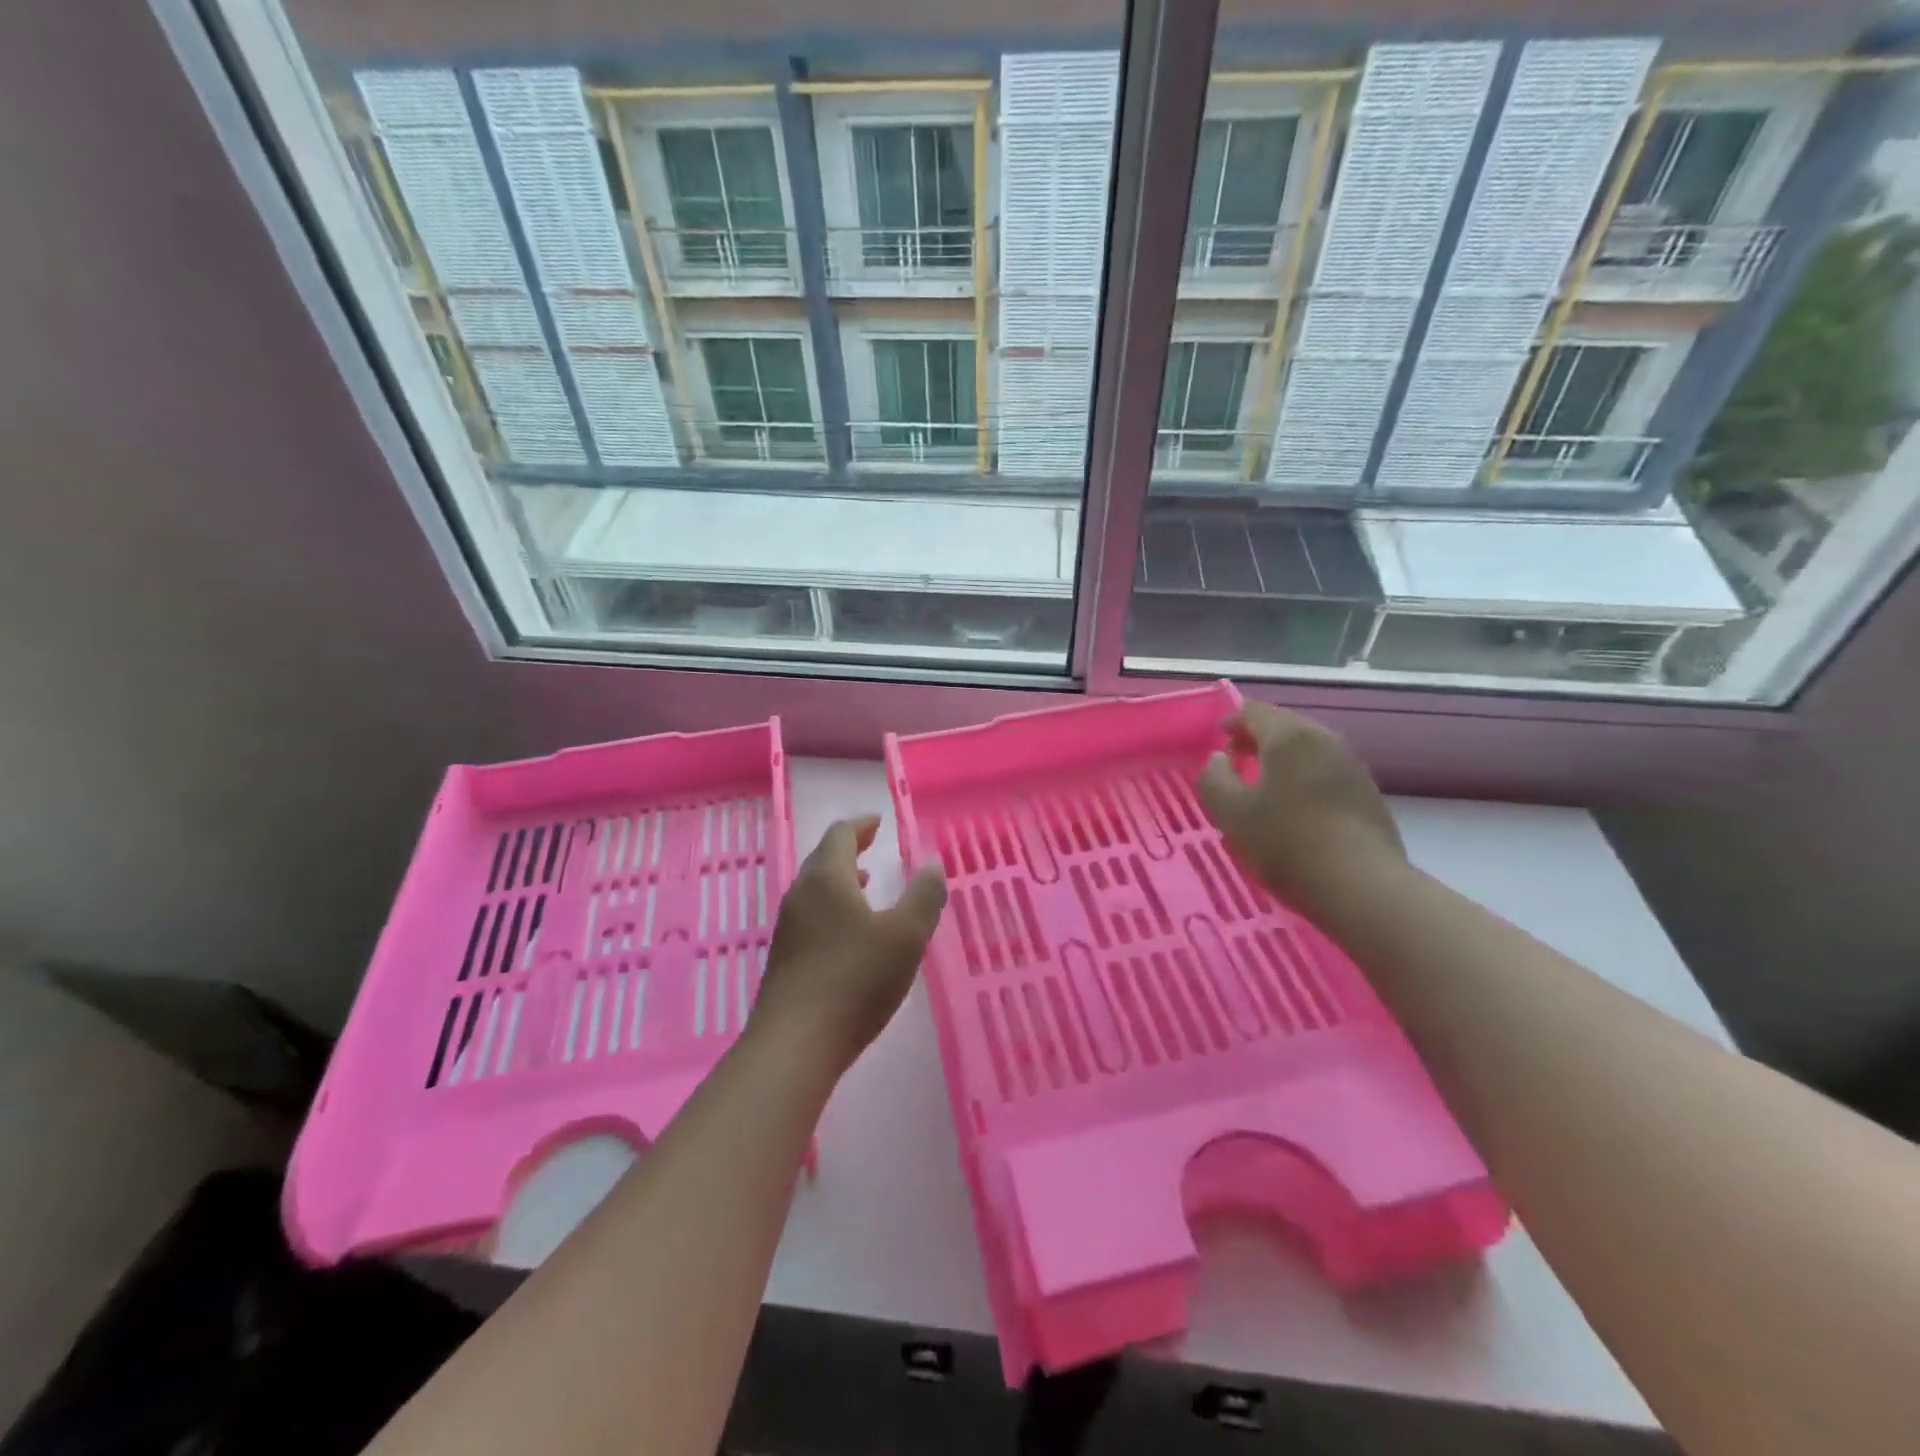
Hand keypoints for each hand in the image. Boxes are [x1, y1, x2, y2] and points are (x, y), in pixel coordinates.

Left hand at [749, 816, 946, 1073]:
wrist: (795, 1043)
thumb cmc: (855, 980)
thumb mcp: (905, 936)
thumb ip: (923, 897)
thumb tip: (932, 864)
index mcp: (827, 878)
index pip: (840, 834)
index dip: (861, 825)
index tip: (879, 822)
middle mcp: (801, 894)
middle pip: (823, 858)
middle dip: (850, 848)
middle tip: (873, 845)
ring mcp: (788, 927)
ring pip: (815, 888)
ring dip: (841, 879)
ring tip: (867, 883)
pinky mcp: (785, 957)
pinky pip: (811, 915)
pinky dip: (833, 906)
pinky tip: (850, 932)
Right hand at [1196, 703, 1404, 913]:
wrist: (1362, 886)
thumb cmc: (1286, 843)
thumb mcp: (1231, 812)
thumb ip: (1214, 778)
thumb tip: (1218, 760)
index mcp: (1289, 737)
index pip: (1253, 711)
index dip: (1231, 722)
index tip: (1217, 742)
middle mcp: (1324, 740)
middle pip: (1285, 727)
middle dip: (1258, 740)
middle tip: (1236, 764)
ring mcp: (1352, 766)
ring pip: (1308, 751)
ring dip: (1283, 762)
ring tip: (1264, 790)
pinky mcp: (1368, 795)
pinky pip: (1327, 774)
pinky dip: (1305, 781)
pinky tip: (1297, 812)